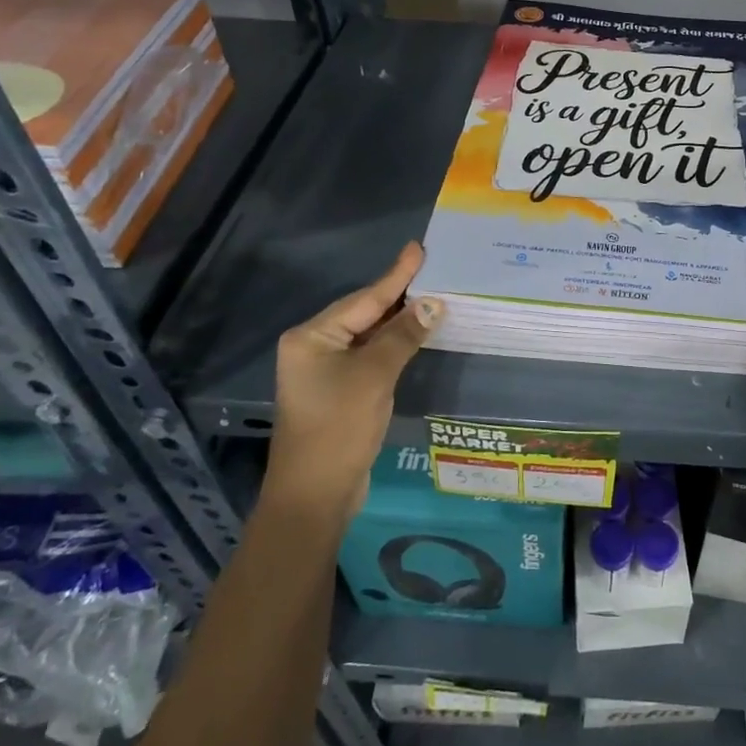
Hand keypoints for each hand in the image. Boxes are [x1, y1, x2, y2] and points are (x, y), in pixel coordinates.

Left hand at [265, 242, 441, 522]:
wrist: (314, 497)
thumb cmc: (339, 428)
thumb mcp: (375, 376)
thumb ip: (404, 335)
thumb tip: (434, 303)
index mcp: (312, 337)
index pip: (364, 299)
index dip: (396, 275)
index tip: (418, 248)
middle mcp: (314, 348)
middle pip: (364, 313)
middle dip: (398, 295)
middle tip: (432, 270)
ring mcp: (324, 371)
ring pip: (368, 335)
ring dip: (399, 321)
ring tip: (431, 296)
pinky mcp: (338, 391)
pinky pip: (370, 356)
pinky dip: (393, 344)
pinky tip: (415, 335)